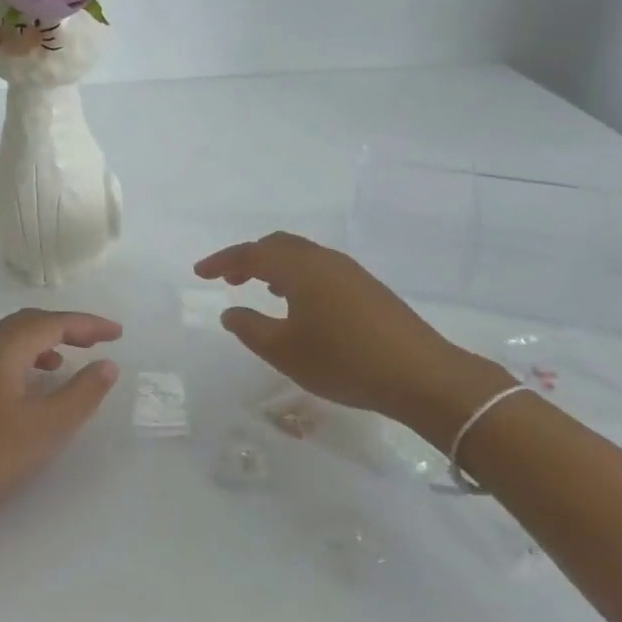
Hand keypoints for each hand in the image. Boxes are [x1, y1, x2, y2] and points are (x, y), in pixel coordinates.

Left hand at [0, 309, 121, 552]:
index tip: (118, 334)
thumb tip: (106, 365)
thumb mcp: (44, 429)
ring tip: (69, 360)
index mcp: (0, 348)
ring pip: (10, 338)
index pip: (51, 322)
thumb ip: (81, 394)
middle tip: (99, 341)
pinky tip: (31, 385)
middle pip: (29, 322)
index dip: (87, 325)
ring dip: (44, 342)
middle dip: (66, 327)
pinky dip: (24, 359)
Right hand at [194, 232, 506, 436]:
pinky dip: (297, 276)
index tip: (199, 273)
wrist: (423, 376)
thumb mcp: (285, 351)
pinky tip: (299, 303)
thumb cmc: (344, 361)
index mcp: (300, 268)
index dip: (222, 261)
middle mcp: (325, 260)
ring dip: (275, 266)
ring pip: (302, 256)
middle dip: (248, 257)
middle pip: (278, 245)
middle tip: (227, 277)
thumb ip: (250, 328)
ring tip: (259, 287)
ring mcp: (351, 273)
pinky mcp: (369, 289)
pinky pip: (320, 269)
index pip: (252, 253)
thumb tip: (230, 311)